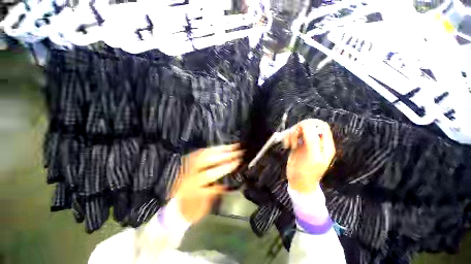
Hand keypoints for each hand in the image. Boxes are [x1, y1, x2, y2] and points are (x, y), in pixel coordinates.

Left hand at [172, 144, 242, 222]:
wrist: (173, 209)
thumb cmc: (190, 211)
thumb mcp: (202, 208)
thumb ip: (212, 194)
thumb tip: (225, 184)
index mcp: (191, 186)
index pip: (210, 174)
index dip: (224, 167)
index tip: (237, 162)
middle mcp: (188, 173)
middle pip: (207, 160)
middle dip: (224, 154)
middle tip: (237, 151)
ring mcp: (186, 166)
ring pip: (203, 153)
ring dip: (219, 149)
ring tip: (232, 146)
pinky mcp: (187, 162)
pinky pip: (199, 152)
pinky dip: (211, 149)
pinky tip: (220, 147)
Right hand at [282, 119, 335, 193]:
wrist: (298, 182)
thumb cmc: (307, 172)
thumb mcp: (312, 157)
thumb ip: (312, 140)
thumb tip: (307, 125)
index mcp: (325, 144)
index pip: (321, 126)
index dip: (311, 124)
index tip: (301, 129)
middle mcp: (316, 142)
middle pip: (308, 126)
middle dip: (299, 130)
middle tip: (294, 138)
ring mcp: (305, 143)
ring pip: (298, 130)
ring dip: (292, 135)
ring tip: (289, 145)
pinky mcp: (296, 145)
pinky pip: (291, 136)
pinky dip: (287, 138)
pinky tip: (287, 146)